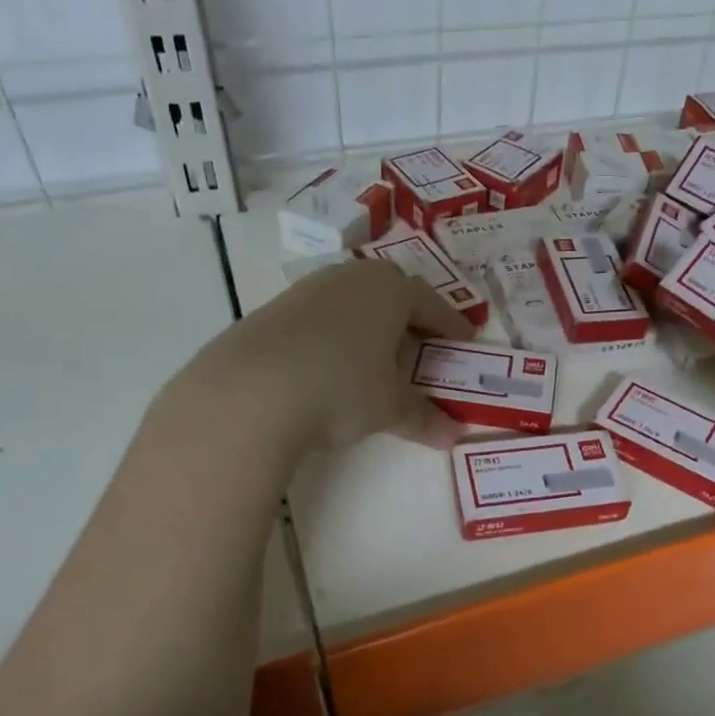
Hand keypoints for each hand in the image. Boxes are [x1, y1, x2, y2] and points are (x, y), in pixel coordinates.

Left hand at [166, 258, 471, 454]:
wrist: (251, 390)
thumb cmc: (342, 386)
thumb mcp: (390, 407)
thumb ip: (424, 418)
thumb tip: (453, 436)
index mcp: (390, 290)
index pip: (432, 303)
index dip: (450, 325)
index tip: (463, 341)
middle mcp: (351, 278)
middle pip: (391, 293)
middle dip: (410, 319)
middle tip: (422, 346)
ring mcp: (308, 290)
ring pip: (353, 301)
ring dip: (370, 325)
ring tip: (376, 357)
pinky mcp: (274, 309)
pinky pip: (320, 316)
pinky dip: (336, 334)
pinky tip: (332, 364)